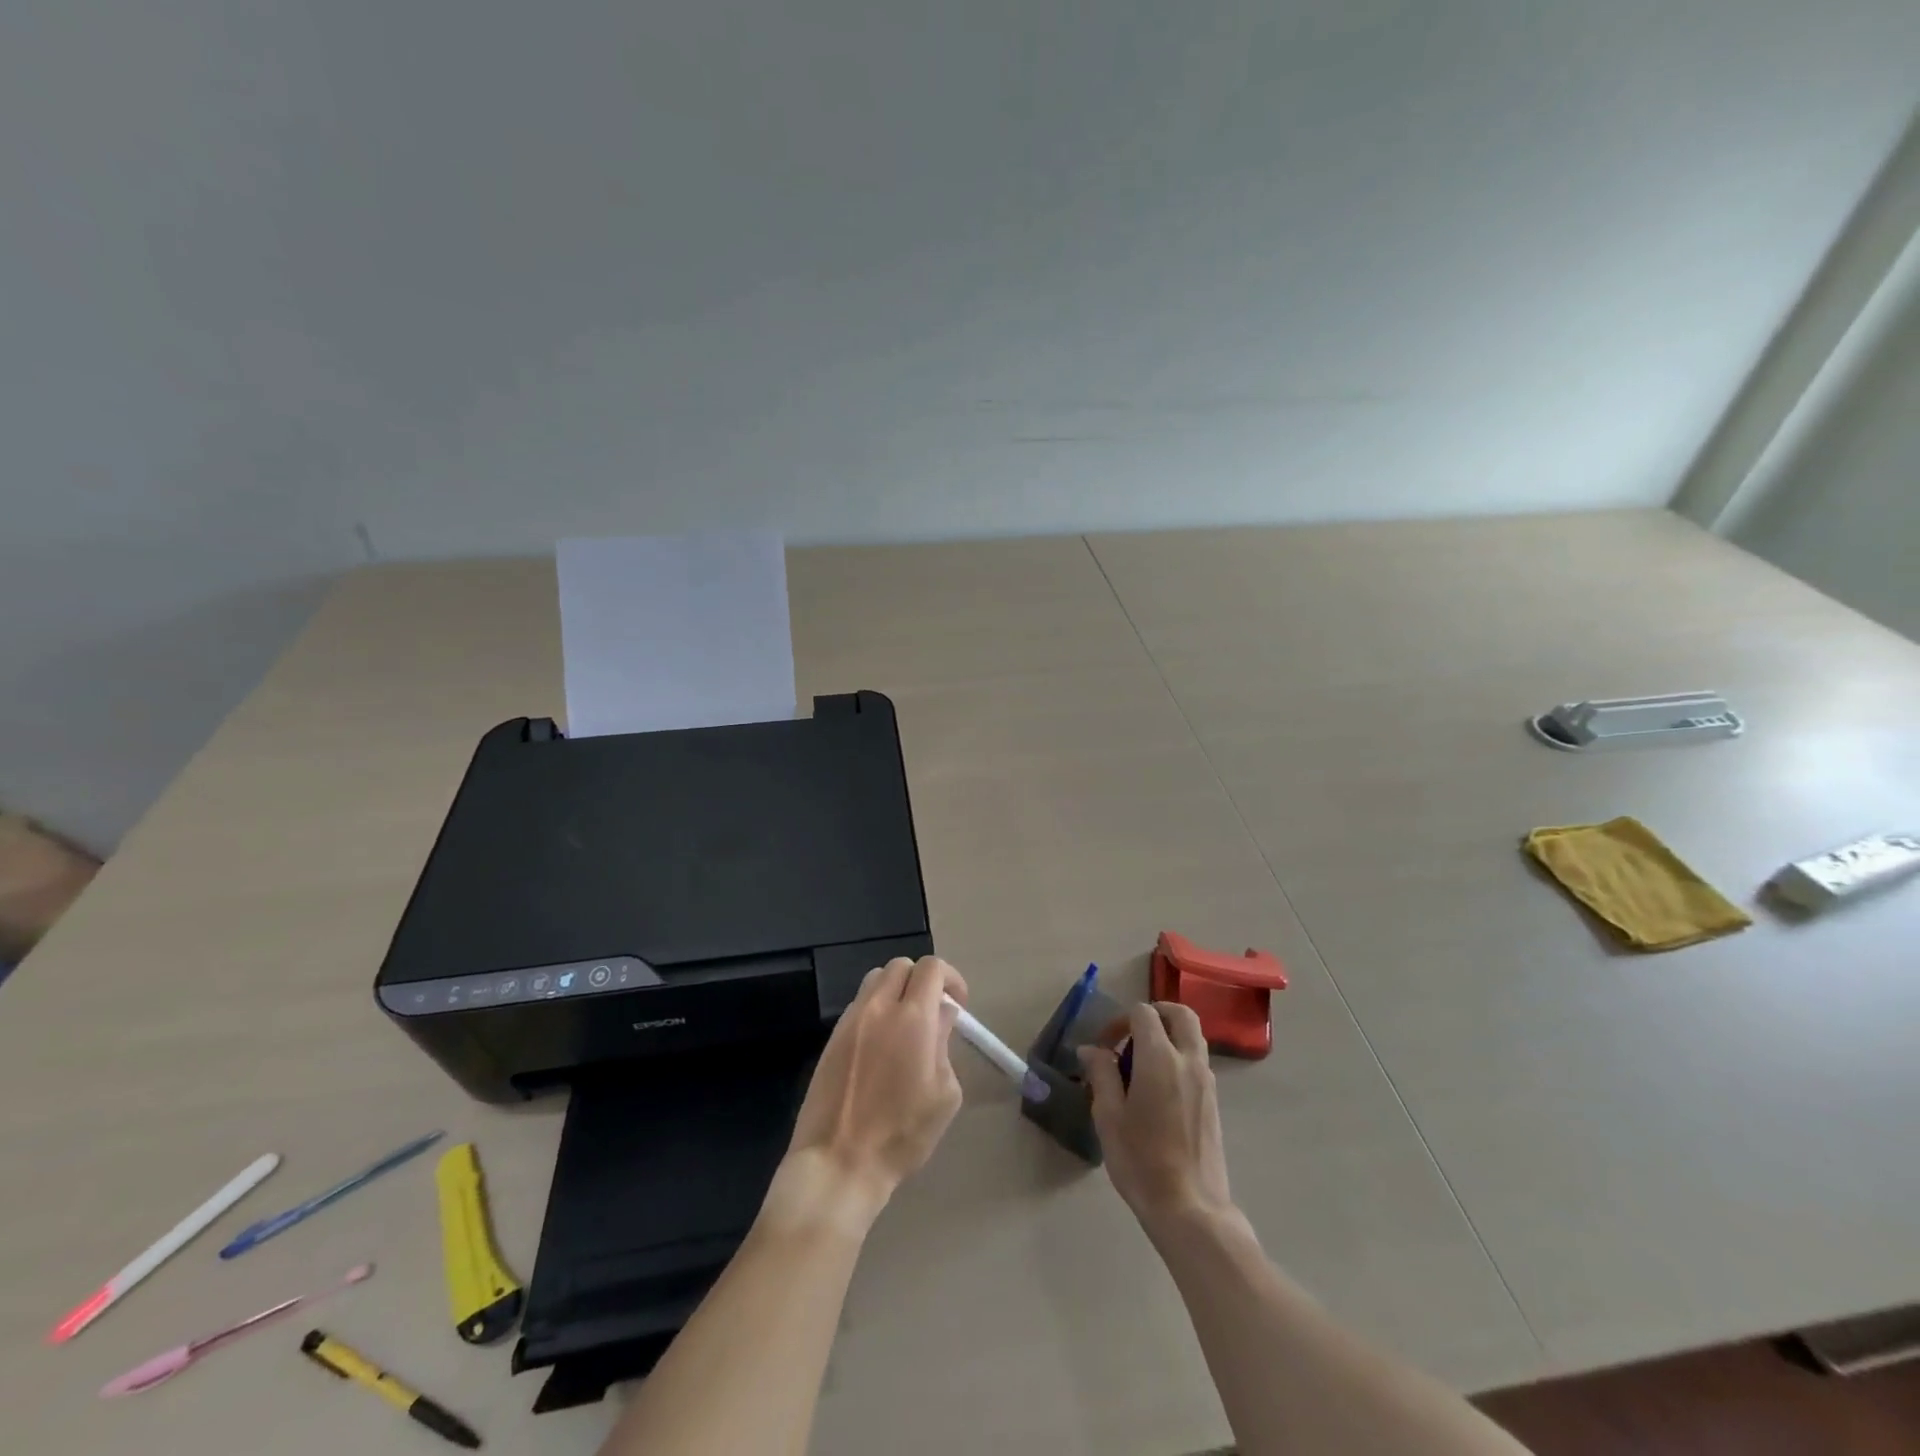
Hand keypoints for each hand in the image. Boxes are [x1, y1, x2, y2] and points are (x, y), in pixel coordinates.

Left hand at [782, 956, 967, 1220]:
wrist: (839, 1162)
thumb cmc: (902, 1134)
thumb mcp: (944, 1094)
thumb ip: (945, 1044)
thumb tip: (942, 1015)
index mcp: (912, 1017)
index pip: (931, 968)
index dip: (951, 978)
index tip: (958, 1005)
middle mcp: (878, 1007)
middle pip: (901, 966)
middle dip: (922, 980)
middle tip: (933, 1011)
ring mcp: (850, 1020)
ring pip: (875, 980)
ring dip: (896, 990)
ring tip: (906, 1024)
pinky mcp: (832, 1037)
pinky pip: (858, 1005)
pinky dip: (875, 1009)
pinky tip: (881, 1045)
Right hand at [1078, 1002, 1234, 1233]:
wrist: (1191, 1209)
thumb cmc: (1142, 1161)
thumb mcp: (1108, 1116)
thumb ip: (1101, 1074)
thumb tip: (1091, 1049)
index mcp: (1160, 1058)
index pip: (1144, 1013)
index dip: (1120, 1020)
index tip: (1105, 1047)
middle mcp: (1188, 1061)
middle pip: (1180, 1014)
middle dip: (1155, 1014)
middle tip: (1131, 1036)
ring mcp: (1206, 1081)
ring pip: (1192, 1036)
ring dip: (1168, 1036)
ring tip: (1141, 1066)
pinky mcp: (1214, 1102)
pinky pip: (1197, 1061)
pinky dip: (1178, 1057)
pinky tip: (1158, 1091)